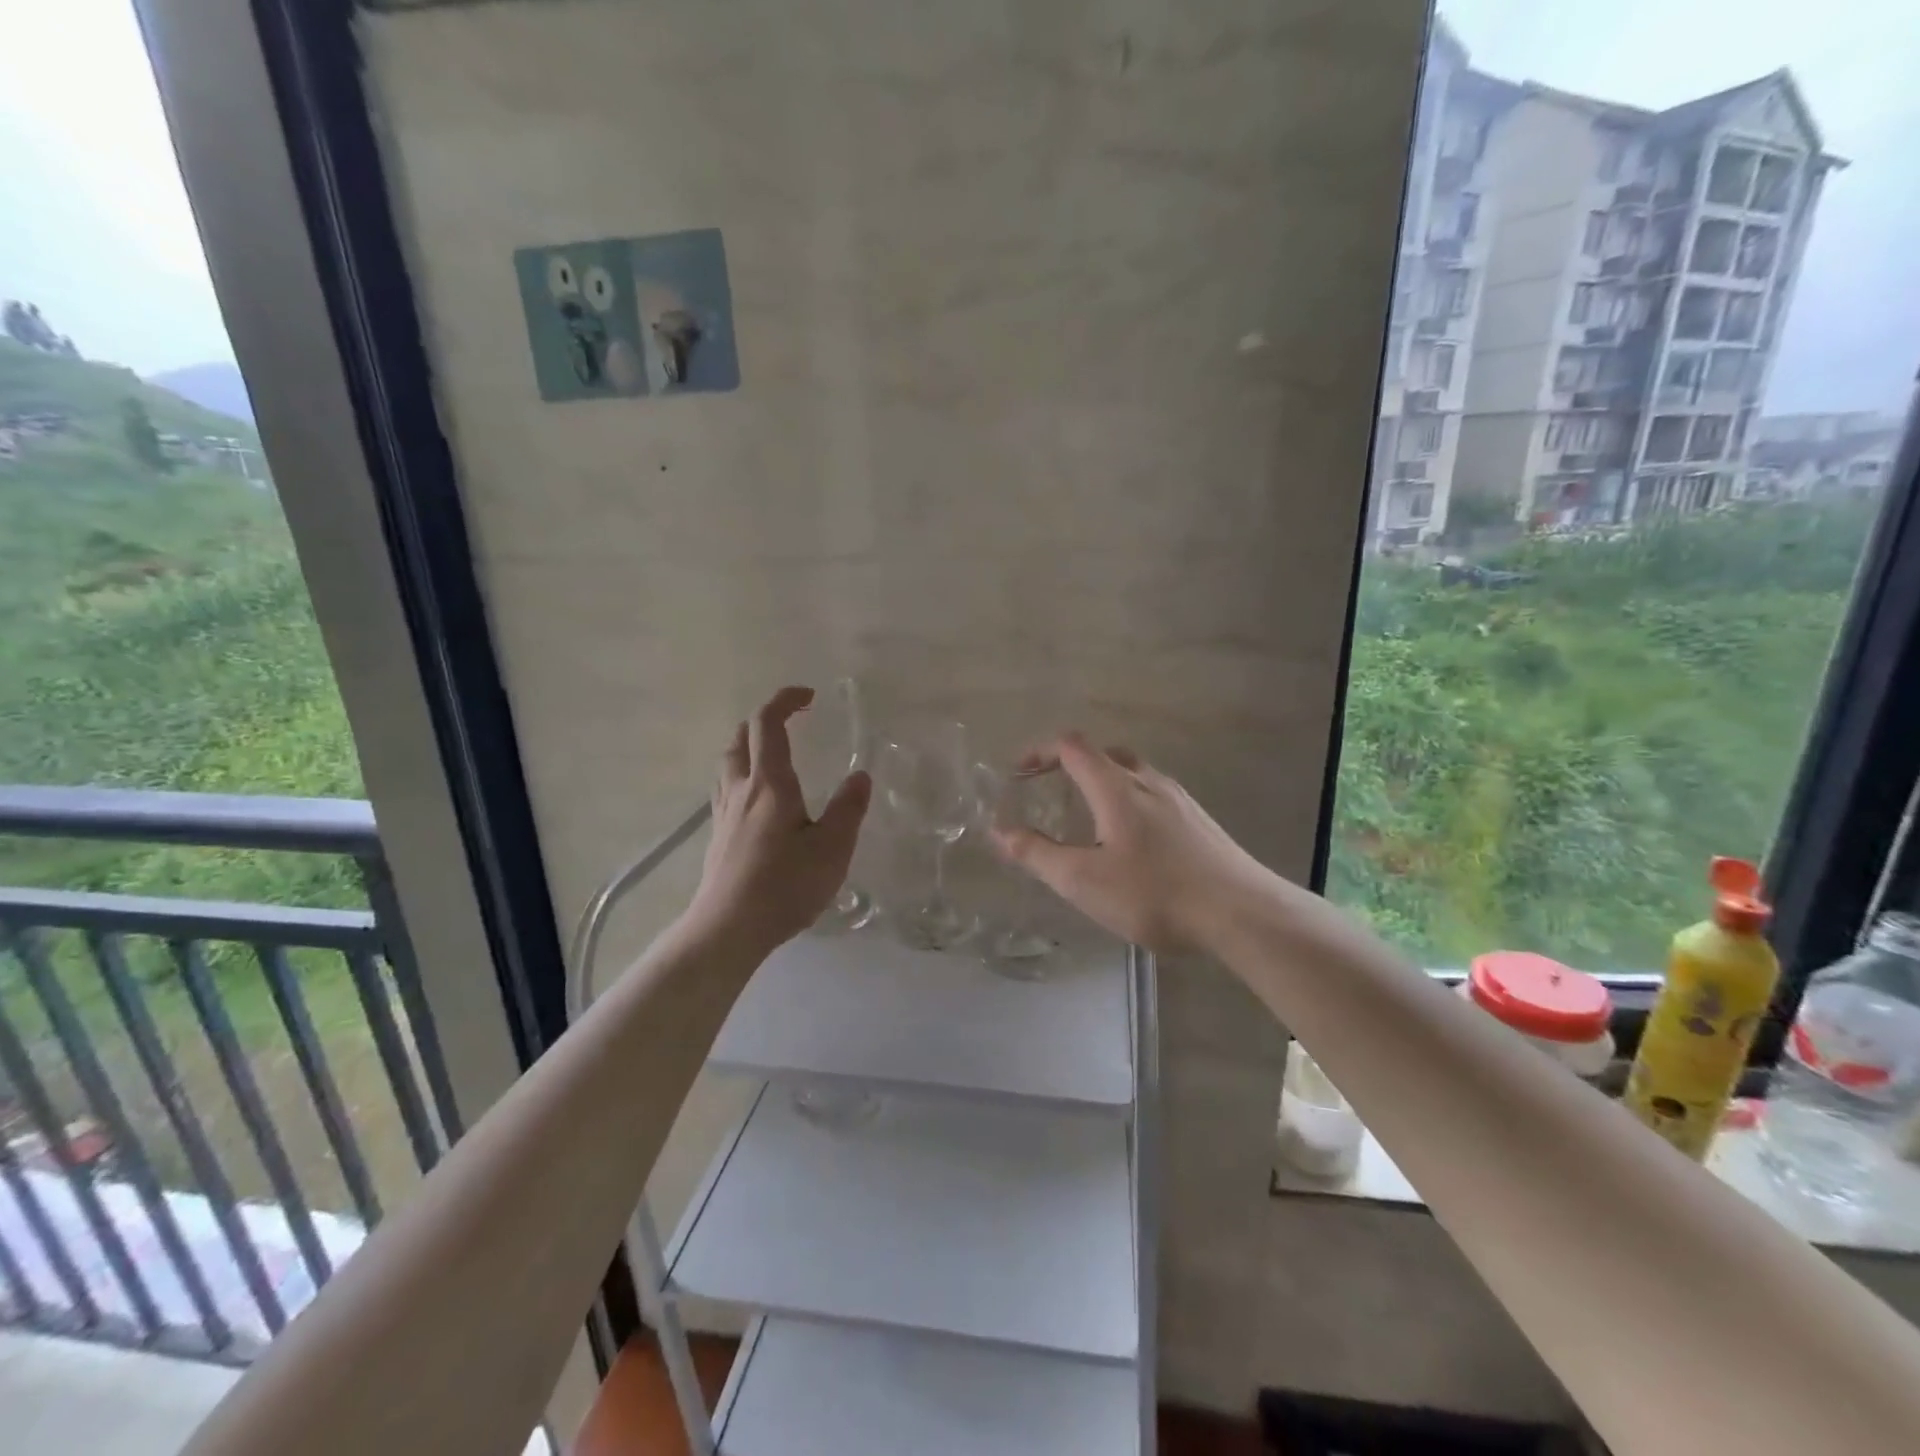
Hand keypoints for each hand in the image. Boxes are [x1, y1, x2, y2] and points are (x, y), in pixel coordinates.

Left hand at [685, 686, 871, 954]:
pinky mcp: (718, 836)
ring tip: (773, 754)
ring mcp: (724, 813)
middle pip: (741, 738)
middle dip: (764, 720)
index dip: (785, 701)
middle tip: (792, 721)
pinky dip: (742, 774)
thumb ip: (848, 809)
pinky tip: (758, 799)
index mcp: (770, 783)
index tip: (809, 696)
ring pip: (728, 762)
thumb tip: (860, 776)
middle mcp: (741, 789)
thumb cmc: (785, 885)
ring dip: (748, 745)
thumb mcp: (832, 848)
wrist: (728, 928)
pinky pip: (726, 788)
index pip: (768, 724)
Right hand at [991, 734, 1269, 954]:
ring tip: (1087, 818)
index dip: (1040, 751)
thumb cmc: (1156, 894)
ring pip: (1132, 774)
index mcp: (1116, 786)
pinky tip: (1132, 843)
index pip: (1072, 746)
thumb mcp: (1084, 881)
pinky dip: (1127, 801)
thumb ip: (1038, 854)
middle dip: (1070, 765)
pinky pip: (1153, 795)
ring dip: (1101, 783)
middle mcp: (1149, 781)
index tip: (1018, 773)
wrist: (1243, 914)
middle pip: (1104, 754)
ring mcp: (1180, 799)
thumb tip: (998, 831)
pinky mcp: (1200, 821)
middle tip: (1050, 790)